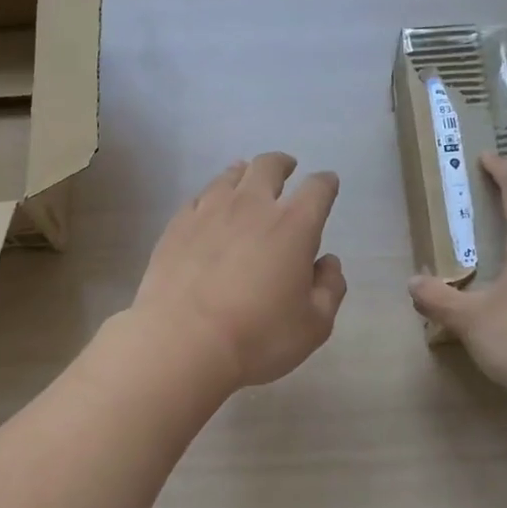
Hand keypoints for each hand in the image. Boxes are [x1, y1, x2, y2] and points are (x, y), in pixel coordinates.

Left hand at [130, 152, 347, 390]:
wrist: (182, 343)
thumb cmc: (258, 337)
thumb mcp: (314, 325)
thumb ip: (329, 288)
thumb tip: (327, 262)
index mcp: (294, 226)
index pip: (317, 189)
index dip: (326, 183)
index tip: (328, 183)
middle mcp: (252, 206)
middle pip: (269, 167)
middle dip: (283, 164)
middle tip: (287, 169)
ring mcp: (209, 211)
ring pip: (230, 176)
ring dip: (244, 173)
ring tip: (246, 179)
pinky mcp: (177, 225)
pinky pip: (199, 197)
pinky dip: (211, 197)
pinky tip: (209, 208)